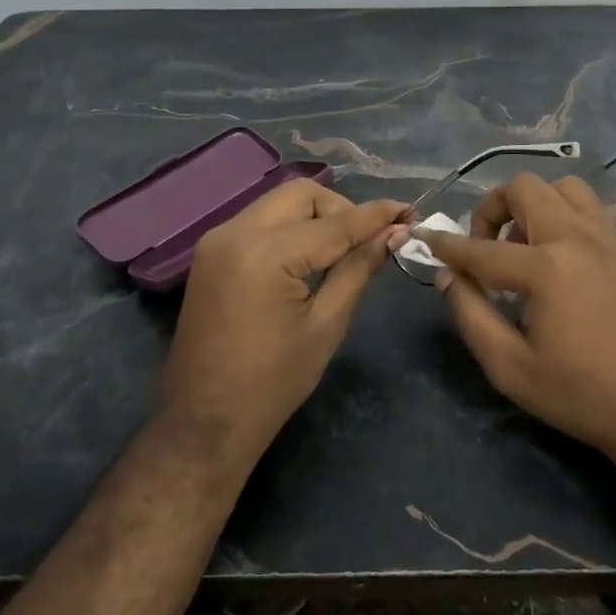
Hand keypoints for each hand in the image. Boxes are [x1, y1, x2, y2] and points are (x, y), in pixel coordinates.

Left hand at [161, 181, 409, 460]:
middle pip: (303, 194)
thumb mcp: (327, 324)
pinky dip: (289, 228)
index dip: (377, 216)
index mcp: (267, 254)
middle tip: (367, 241)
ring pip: (279, 203)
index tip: (410, 212)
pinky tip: (307, 258)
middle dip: (341, 209)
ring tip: (340, 251)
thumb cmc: (274, 382)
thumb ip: (359, 268)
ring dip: (315, 216)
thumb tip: (394, 233)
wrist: (206, 419)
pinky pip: (259, 221)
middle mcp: (236, 232)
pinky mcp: (211, 252)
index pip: (336, 222)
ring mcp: (217, 240)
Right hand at [420, 174, 615, 460]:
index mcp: (547, 268)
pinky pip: (592, 211)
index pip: (481, 248)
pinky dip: (566, 219)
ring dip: (535, 206)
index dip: (447, 245)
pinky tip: (562, 261)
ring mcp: (611, 238)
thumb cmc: (579, 394)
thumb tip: (449, 276)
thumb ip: (471, 314)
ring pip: (564, 188)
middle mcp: (579, 238)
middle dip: (493, 209)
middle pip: (525, 188)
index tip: (426, 239)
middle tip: (486, 247)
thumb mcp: (510, 367)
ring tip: (526, 248)